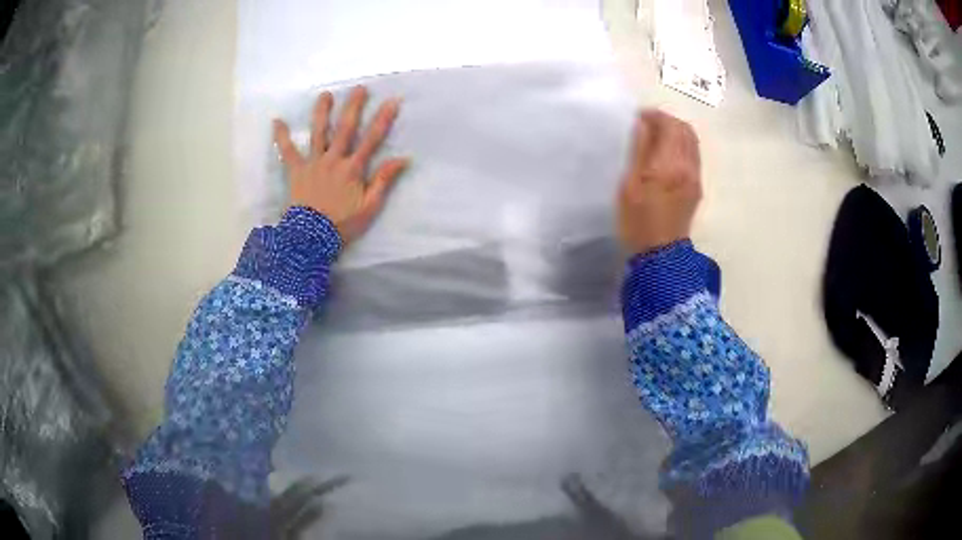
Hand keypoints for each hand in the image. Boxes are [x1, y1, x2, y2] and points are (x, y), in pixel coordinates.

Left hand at [273, 85, 408, 243]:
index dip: (383, 119)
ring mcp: (313, 163)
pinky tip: (276, 121)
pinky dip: (282, 137)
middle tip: (359, 88)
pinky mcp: (296, 170)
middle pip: (345, 128)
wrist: (311, 238)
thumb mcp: (370, 206)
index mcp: (353, 168)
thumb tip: (403, 158)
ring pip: (319, 132)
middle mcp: (334, 159)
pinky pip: (287, 151)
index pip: (372, 139)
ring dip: (322, 112)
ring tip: (325, 94)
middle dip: (353, 106)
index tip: (392, 100)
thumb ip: (384, 180)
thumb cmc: (342, 224)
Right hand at [617, 110, 701, 255]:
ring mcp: (695, 177)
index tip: (638, 117)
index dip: (655, 115)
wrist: (660, 254)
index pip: (670, 125)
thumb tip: (643, 124)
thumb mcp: (630, 184)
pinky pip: (693, 155)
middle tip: (647, 124)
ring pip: (692, 142)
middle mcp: (688, 167)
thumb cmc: (638, 220)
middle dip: (667, 121)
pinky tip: (665, 154)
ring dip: (676, 132)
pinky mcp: (697, 187)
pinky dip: (681, 146)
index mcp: (671, 164)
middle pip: (685, 130)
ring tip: (656, 137)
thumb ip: (639, 150)